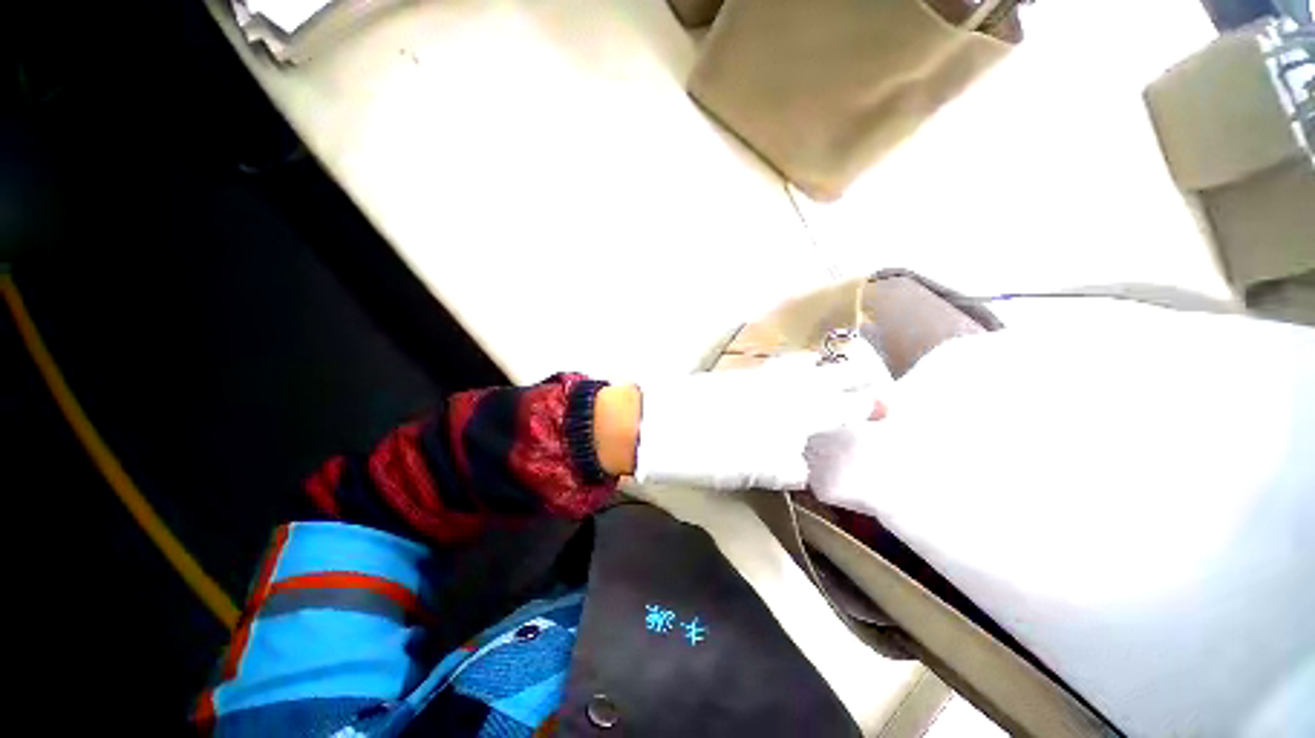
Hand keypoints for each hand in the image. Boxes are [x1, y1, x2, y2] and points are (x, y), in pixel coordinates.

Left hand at [632, 340, 890, 490]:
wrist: (662, 424)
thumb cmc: (709, 453)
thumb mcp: (754, 471)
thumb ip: (786, 466)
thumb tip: (802, 466)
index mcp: (792, 415)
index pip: (838, 408)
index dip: (862, 408)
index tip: (885, 407)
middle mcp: (781, 390)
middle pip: (825, 379)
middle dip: (853, 378)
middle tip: (873, 378)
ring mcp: (758, 379)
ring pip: (801, 365)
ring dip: (823, 366)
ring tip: (841, 366)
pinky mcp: (738, 377)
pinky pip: (777, 366)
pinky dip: (795, 365)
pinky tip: (798, 367)